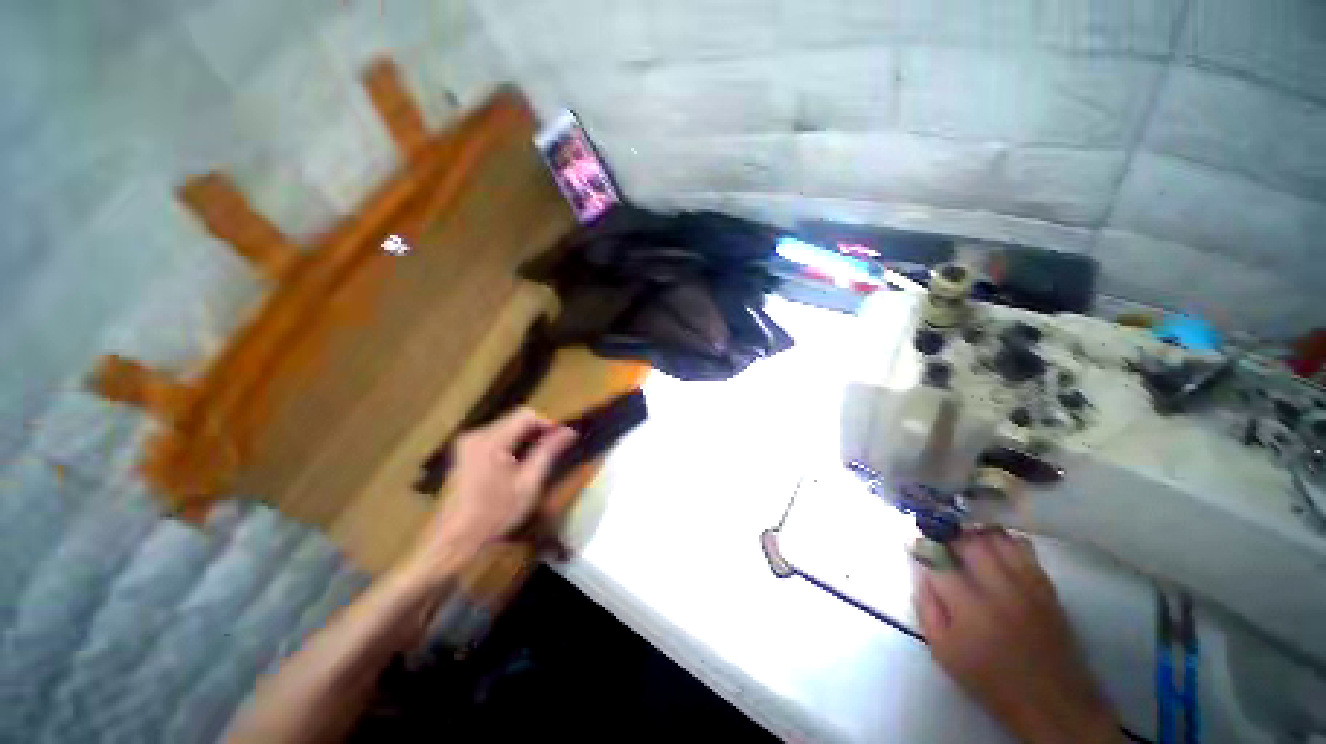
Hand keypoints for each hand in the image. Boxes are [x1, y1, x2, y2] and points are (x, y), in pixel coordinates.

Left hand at [402, 408, 575, 585]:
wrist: (453, 541)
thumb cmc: (495, 514)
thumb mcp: (528, 483)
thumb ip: (548, 452)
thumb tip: (569, 431)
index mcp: (490, 441)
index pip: (525, 415)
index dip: (548, 423)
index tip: (563, 438)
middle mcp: (476, 435)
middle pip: (514, 419)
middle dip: (537, 431)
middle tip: (554, 449)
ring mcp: (467, 443)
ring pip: (506, 427)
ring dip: (525, 438)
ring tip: (540, 457)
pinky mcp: (464, 452)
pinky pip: (495, 438)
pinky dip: (512, 444)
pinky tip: (519, 463)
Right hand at [915, 530, 1122, 743]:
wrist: (1051, 701)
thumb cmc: (989, 679)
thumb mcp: (943, 651)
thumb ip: (926, 607)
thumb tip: (920, 572)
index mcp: (969, 608)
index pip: (937, 561)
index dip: (922, 548)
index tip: (914, 544)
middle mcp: (999, 589)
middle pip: (969, 542)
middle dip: (948, 535)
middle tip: (939, 539)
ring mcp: (1027, 585)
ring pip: (998, 538)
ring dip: (976, 533)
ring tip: (965, 539)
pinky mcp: (1046, 586)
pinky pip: (1023, 548)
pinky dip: (1004, 540)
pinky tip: (994, 548)